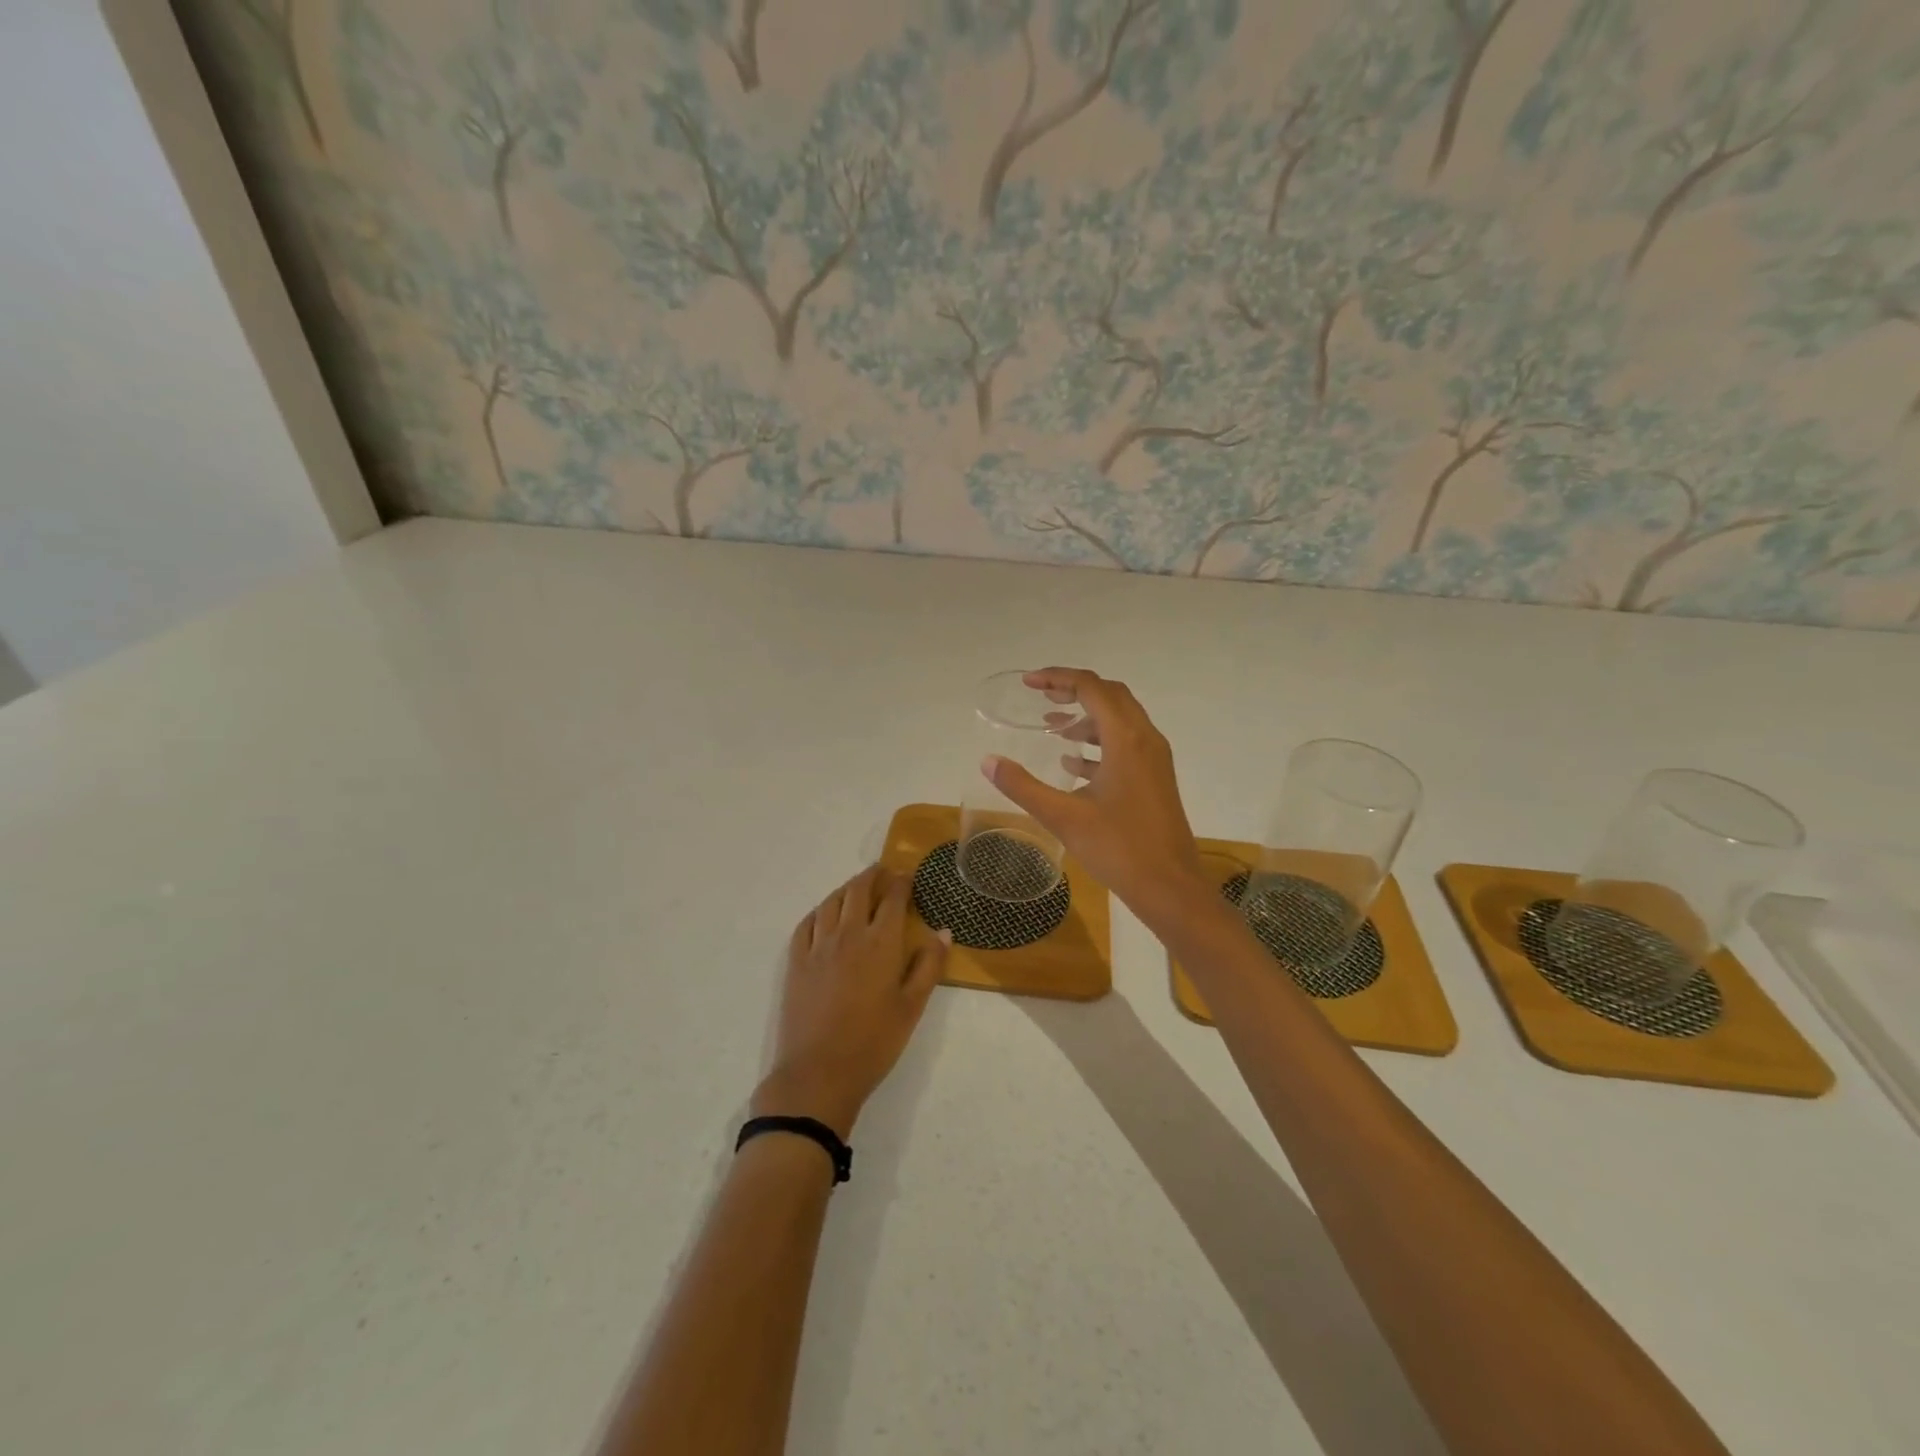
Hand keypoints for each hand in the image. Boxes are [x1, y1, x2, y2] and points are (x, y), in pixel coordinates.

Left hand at [753, 865, 948, 1138]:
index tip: (908, 875)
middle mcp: (848, 934)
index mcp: (880, 943)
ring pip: (831, 902)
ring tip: (857, 887)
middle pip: (858, 890)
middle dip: (873, 876)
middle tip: (883, 871)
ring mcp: (817, 947)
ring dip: (847, 888)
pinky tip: (824, 914)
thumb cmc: (874, 1043)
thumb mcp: (912, 1007)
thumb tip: (942, 931)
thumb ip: (929, 966)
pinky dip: (819, 910)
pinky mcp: (796, 962)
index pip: (892, 898)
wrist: (819, 1074)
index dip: (901, 882)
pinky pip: (806, 924)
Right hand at [983, 667, 1208, 923]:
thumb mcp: (1063, 817)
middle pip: (1110, 695)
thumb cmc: (1119, 848)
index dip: (1058, 678)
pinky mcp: (1156, 779)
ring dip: (1087, 717)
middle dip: (1074, 690)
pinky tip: (1073, 763)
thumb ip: (1023, 786)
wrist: (1170, 887)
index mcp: (1126, 739)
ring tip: (1053, 727)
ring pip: (1120, 720)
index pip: (1091, 687)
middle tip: (1041, 696)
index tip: (1028, 683)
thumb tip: (988, 761)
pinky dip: (1099, 742)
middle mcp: (1145, 739)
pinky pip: (1126, 745)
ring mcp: (1154, 759)